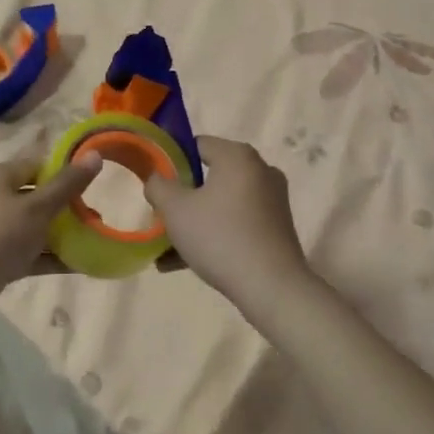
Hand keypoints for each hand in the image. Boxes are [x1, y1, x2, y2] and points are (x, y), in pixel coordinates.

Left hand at [0, 154, 101, 335]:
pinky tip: (78, 266)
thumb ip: (67, 184)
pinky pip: (27, 253)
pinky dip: (49, 257)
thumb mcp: (36, 208)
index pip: (38, 164)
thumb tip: (94, 154)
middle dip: (67, 207)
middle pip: (36, 196)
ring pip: (33, 227)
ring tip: (94, 243)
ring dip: (61, 235)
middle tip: (97, 219)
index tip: (94, 186)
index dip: (66, 172)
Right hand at [144, 137, 310, 314]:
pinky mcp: (276, 228)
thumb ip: (158, 186)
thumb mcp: (175, 209)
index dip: (171, 161)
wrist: (271, 287)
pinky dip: (214, 235)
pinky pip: (237, 223)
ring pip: (221, 204)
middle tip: (161, 217)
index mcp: (238, 156)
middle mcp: (260, 170)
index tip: (156, 185)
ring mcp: (272, 200)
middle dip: (182, 197)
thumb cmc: (220, 237)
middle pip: (209, 176)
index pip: (197, 145)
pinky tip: (185, 263)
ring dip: (194, 221)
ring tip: (166, 249)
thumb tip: (157, 179)